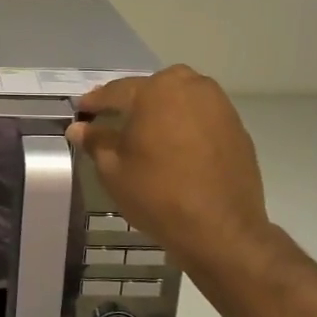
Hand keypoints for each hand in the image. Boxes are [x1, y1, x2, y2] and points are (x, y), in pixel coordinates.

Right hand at [67, 66, 271, 273]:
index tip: (81, 110)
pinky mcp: (237, 127)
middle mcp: (190, 88)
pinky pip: (202, 115)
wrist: (221, 229)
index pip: (116, 91)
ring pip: (181, 97)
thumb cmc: (158, 195)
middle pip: (153, 87)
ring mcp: (219, 105)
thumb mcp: (114, 170)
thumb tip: (79, 128)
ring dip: (162, 109)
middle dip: (133, 100)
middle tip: (115, 118)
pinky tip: (177, 146)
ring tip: (148, 131)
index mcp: (155, 92)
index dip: (95, 102)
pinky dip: (186, 124)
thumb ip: (96, 141)